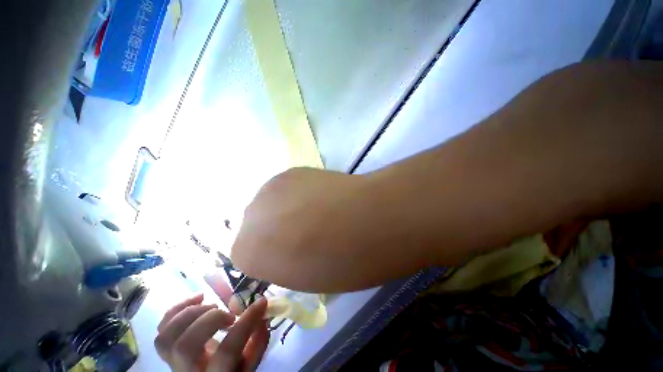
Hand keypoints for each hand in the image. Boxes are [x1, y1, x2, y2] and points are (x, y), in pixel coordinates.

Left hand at [155, 293, 268, 371]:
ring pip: (167, 337)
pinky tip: (198, 298)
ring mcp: (171, 361)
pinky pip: (161, 327)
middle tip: (229, 314)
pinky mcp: (166, 348)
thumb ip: (257, 344)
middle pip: (186, 346)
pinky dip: (177, 308)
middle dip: (211, 320)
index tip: (261, 302)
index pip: (227, 352)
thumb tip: (263, 315)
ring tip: (212, 305)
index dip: (245, 323)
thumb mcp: (247, 366)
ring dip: (191, 313)